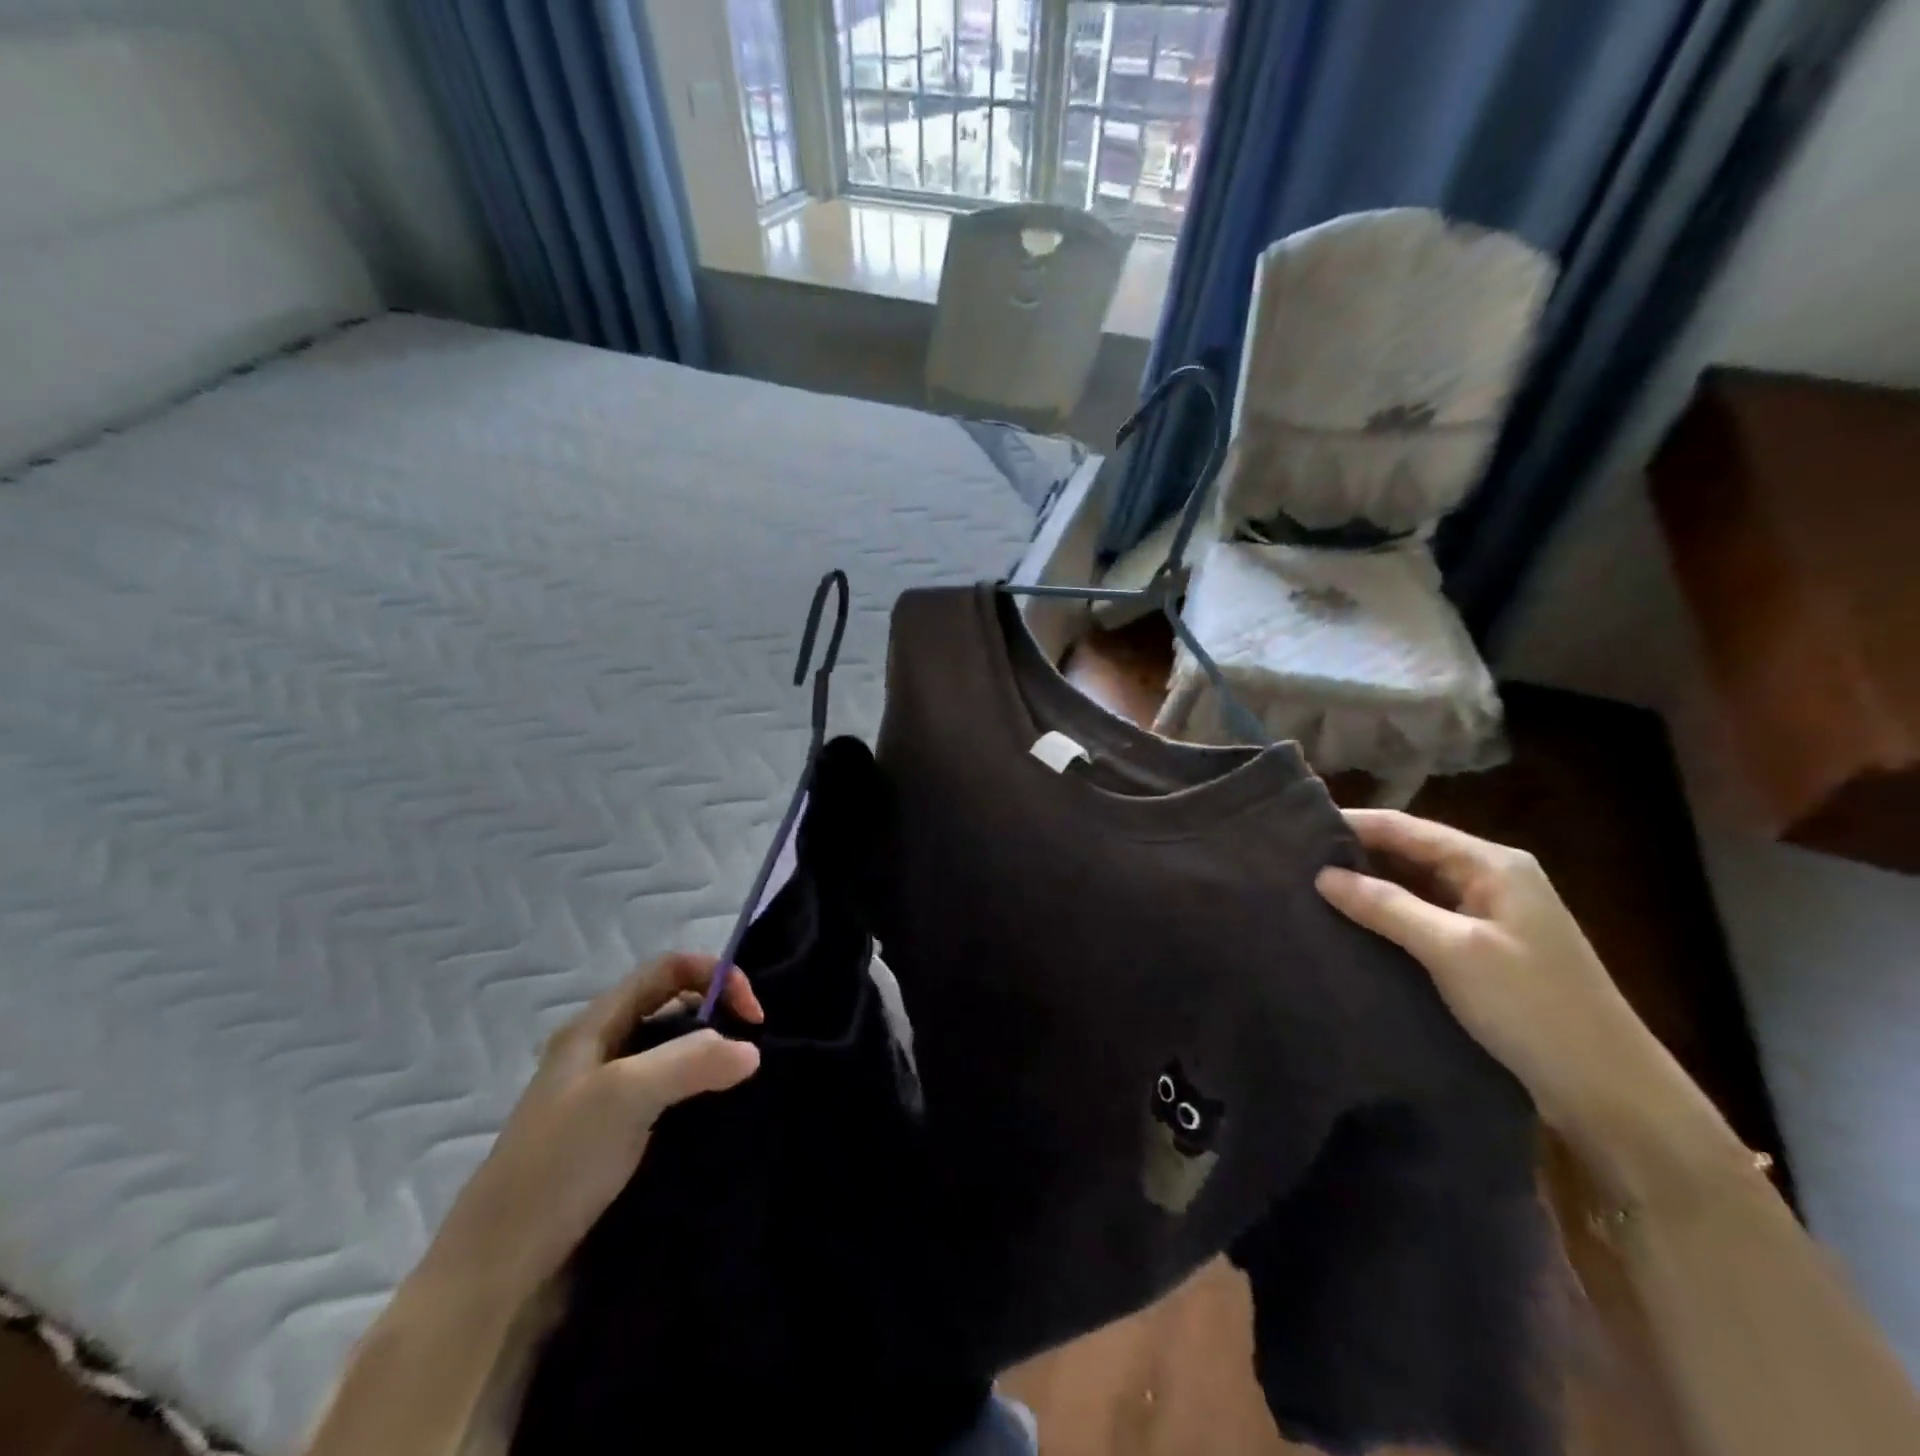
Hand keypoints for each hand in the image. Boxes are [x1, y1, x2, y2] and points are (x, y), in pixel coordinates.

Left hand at [422, 953, 762, 1304]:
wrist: (496, 1274)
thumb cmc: (557, 1166)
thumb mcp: (625, 1096)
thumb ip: (691, 1061)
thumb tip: (751, 1051)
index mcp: (595, 1025)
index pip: (668, 969)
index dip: (716, 975)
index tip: (754, 1017)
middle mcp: (601, 1051)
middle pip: (672, 1006)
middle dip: (718, 1015)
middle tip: (750, 1052)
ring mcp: (606, 1096)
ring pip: (672, 1054)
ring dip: (710, 1059)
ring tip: (741, 1085)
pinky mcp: (614, 1138)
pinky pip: (669, 1097)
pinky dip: (698, 1096)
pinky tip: (716, 1119)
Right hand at [1314, 810, 1727, 1170]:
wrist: (1610, 1094)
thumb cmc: (1534, 1009)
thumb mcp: (1454, 951)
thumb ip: (1387, 907)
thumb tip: (1322, 875)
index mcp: (1492, 864)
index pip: (1406, 828)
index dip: (1352, 824)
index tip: (1296, 828)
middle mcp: (1490, 879)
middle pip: (1409, 852)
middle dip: (1355, 854)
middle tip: (1293, 860)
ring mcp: (1489, 915)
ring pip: (1413, 885)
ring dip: (1368, 886)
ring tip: (1309, 888)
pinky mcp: (1482, 949)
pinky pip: (1422, 916)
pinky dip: (1386, 915)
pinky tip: (1350, 923)